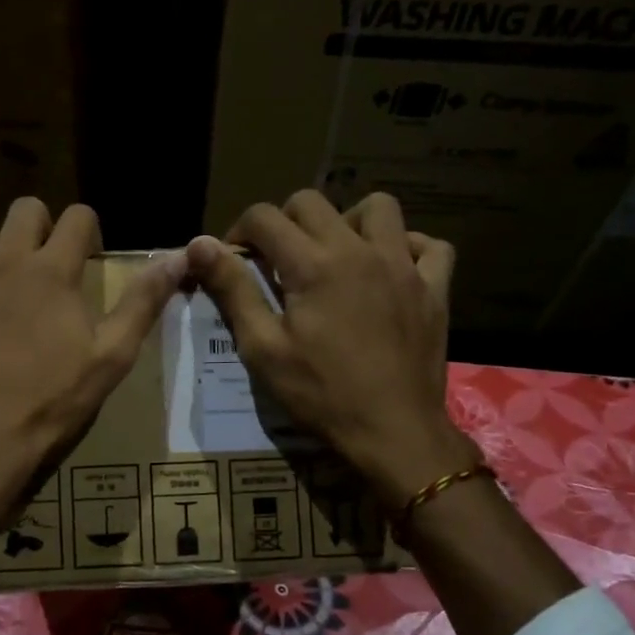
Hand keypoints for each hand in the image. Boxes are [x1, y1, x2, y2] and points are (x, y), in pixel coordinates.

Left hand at [0, 199, 184, 513]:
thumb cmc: (54, 400)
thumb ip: (143, 301)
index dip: (89, 230)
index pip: (77, 216)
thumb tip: (178, 256)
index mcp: (51, 269)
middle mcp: (2, 260)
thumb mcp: (112, 355)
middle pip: (23, 208)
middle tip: (44, 262)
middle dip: (39, 226)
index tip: (88, 257)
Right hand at [187, 190, 477, 508]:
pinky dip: (408, 247)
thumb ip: (233, 290)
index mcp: (313, 264)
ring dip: (348, 220)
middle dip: (284, 222)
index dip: (240, 231)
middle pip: (312, 202)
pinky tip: (391, 268)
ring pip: (378, 208)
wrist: (393, 432)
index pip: (264, 217)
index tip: (235, 259)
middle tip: (277, 259)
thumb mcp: (263, 348)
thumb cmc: (321, 394)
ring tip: (335, 254)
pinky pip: (430, 246)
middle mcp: (359, 250)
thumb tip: (199, 245)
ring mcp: (404, 265)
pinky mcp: (434, 288)